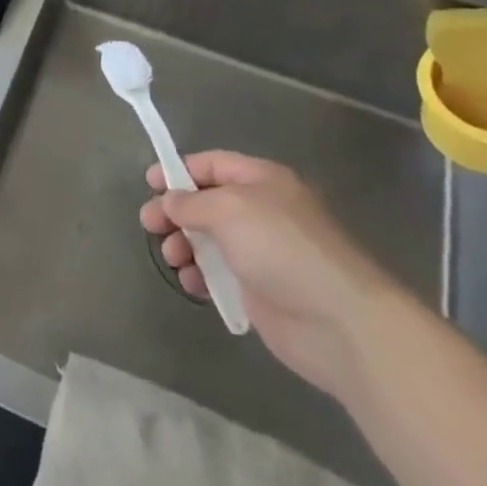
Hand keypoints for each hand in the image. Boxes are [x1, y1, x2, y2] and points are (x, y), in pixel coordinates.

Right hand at [139, 152, 399, 401]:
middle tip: (149, 225)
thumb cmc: (281, 248)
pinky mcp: (260, 290)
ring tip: (172, 258)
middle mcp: (262, 211)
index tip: (149, 184)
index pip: (213, 164)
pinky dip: (200, 275)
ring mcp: (262, 252)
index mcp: (262, 180)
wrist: (337, 321)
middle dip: (176, 211)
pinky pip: (219, 273)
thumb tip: (169, 201)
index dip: (180, 170)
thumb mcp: (229, 209)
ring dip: (184, 244)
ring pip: (209, 239)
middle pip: (207, 202)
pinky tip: (191, 284)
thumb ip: (191, 202)